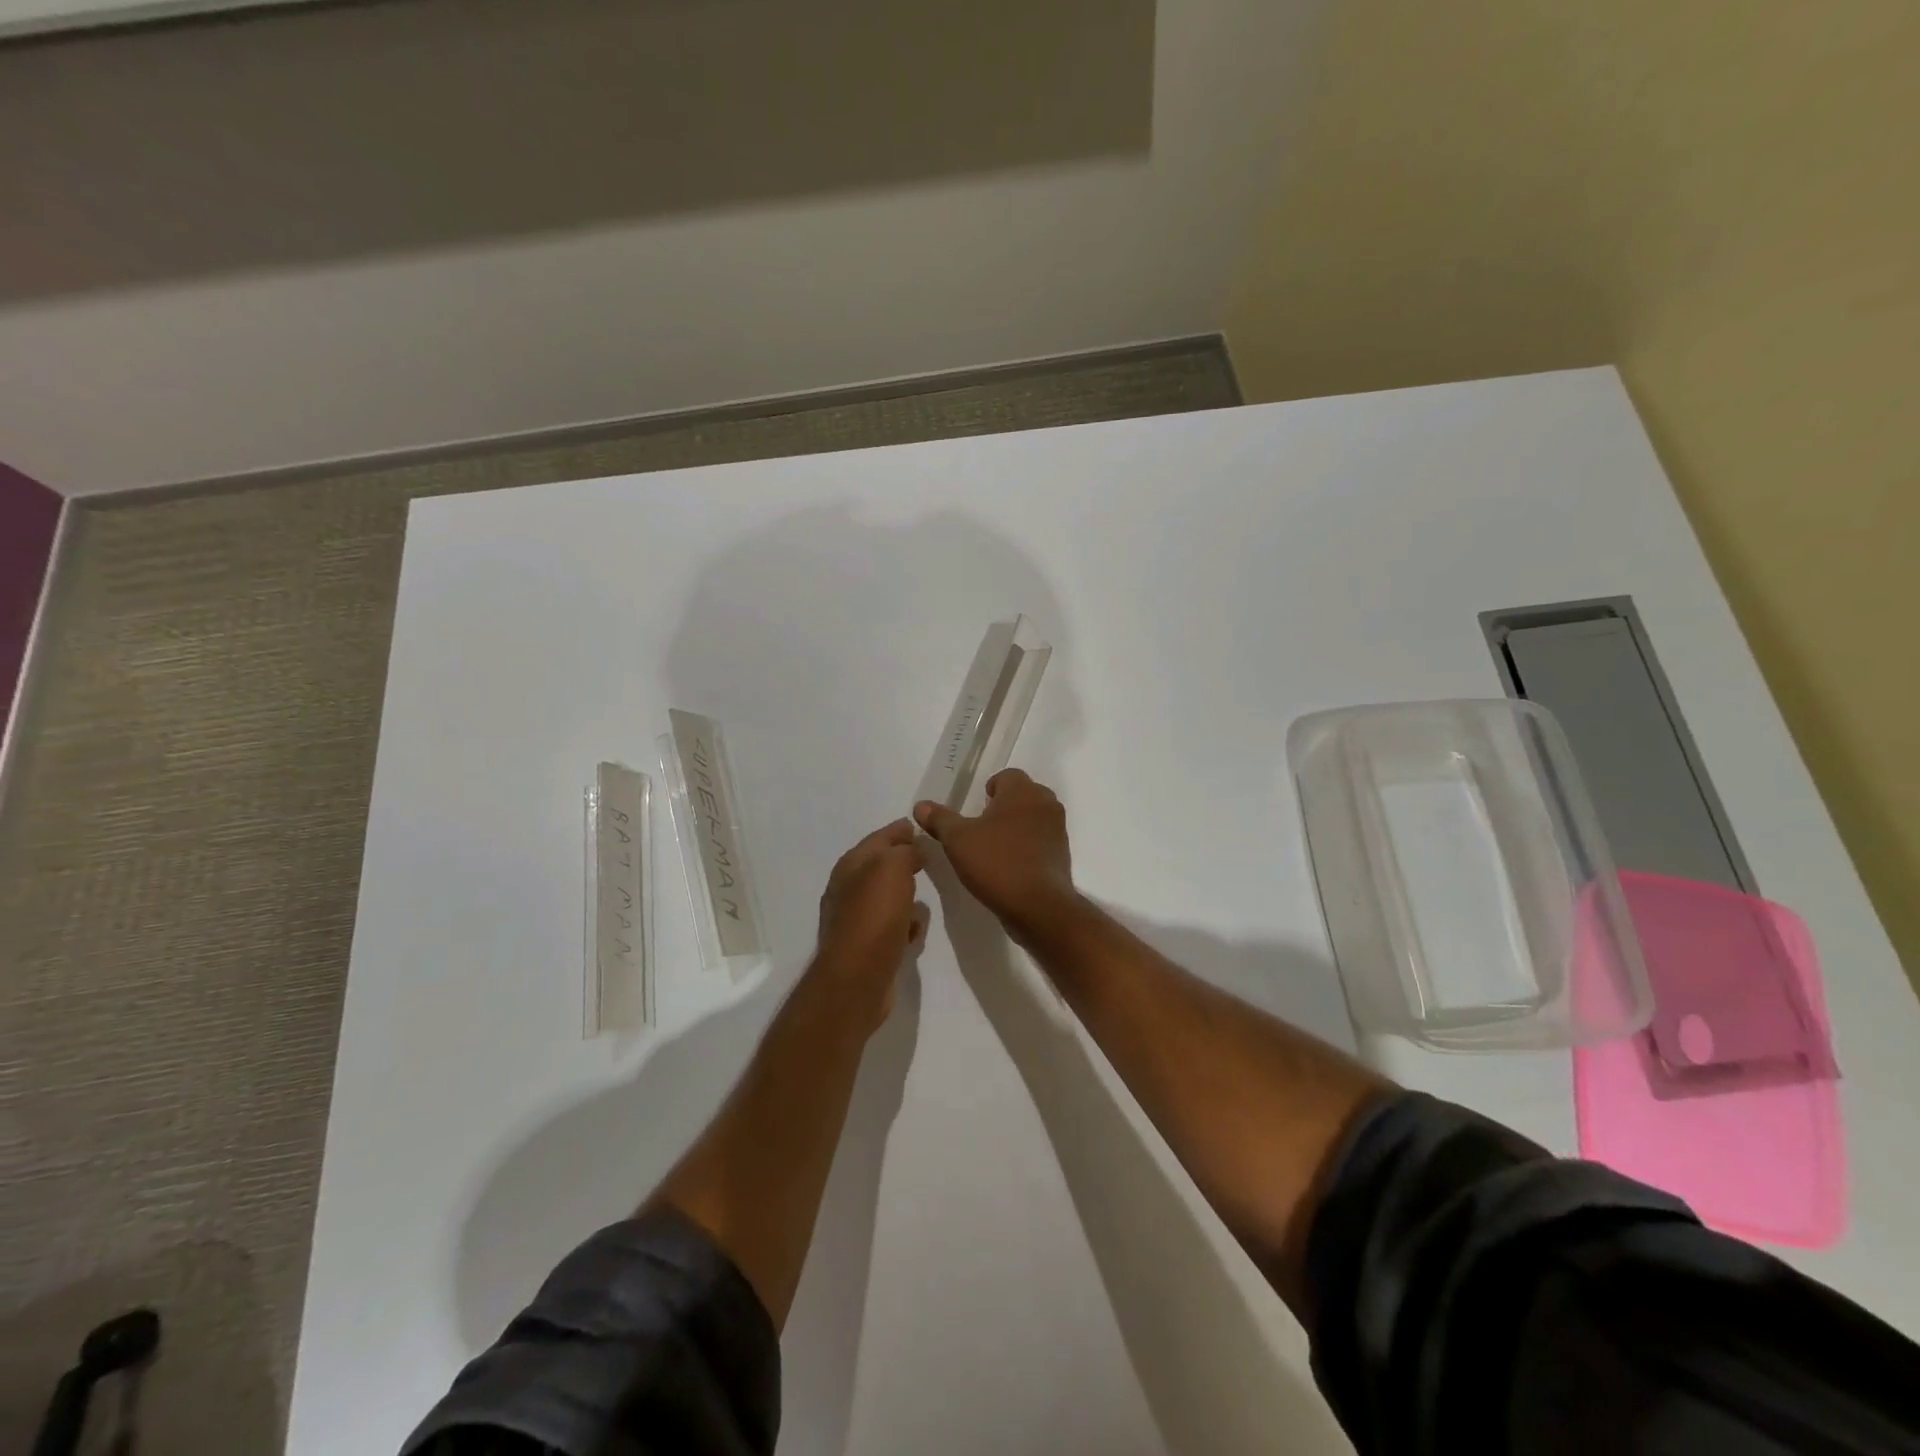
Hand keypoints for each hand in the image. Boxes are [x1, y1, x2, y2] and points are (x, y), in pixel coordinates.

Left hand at [815, 818, 928, 1030]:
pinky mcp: (868, 949)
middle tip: (927, 858)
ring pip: (887, 899)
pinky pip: (892, 928)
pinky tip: (915, 933)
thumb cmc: (874, 916)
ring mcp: (856, 921)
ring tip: (924, 895)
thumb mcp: (893, 868)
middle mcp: (848, 890)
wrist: (857, 979)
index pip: (878, 838)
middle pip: (881, 868)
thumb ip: (904, 851)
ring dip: (905, 896)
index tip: (918, 826)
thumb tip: (912, 849)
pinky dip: (904, 926)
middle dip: (903, 862)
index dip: (899, 831)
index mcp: (851, 866)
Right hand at [914, 770, 1077, 938]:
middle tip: (982, 827)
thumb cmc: (996, 863)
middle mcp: (1045, 803)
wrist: (1038, 906)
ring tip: (995, 848)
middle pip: (1023, 795)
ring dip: (1017, 827)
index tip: (976, 808)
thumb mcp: (957, 840)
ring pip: (1034, 818)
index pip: (1008, 776)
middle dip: (1004, 806)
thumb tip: (920, 805)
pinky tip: (1011, 866)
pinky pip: (1042, 841)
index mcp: (1022, 791)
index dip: (991, 788)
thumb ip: (939, 819)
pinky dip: (1028, 847)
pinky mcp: (1062, 855)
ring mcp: (1058, 830)